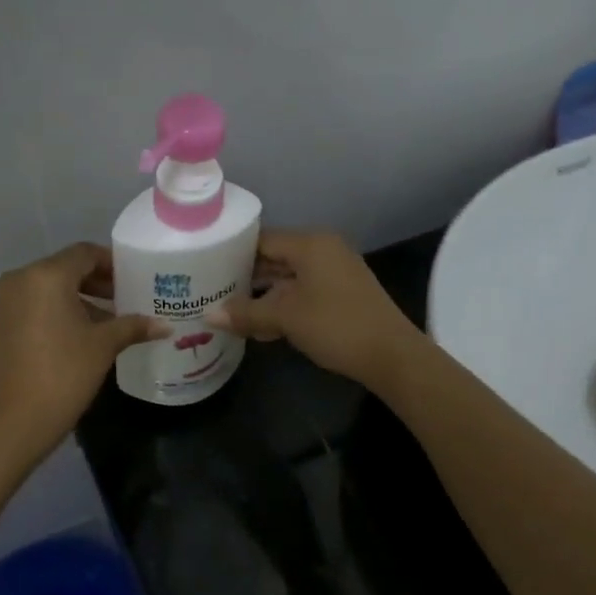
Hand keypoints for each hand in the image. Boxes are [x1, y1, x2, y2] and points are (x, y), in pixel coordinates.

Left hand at [0, 243, 167, 458]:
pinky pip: (32, 307)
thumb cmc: (64, 374)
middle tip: (125, 299)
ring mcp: (3, 303)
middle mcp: (19, 280)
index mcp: (45, 276)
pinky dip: (55, 312)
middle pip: (64, 269)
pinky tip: (77, 336)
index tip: (133, 278)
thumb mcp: (103, 346)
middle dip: (95, 282)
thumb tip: (165, 325)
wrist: (14, 421)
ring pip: (46, 289)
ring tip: (106, 322)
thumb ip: (133, 326)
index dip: (111, 263)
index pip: (84, 254)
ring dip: (76, 299)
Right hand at [207, 230, 422, 389]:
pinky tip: (260, 326)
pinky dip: (282, 306)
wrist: (390, 354)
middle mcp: (323, 250)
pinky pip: (302, 293)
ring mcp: (334, 273)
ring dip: (262, 296)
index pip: (261, 239)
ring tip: (228, 311)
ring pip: (287, 279)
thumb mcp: (285, 318)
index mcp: (310, 244)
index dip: (232, 253)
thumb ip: (246, 313)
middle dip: (245, 277)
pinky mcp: (340, 295)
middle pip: (274, 258)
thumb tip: (208, 316)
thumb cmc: (335, 325)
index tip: (205, 268)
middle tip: (211, 291)